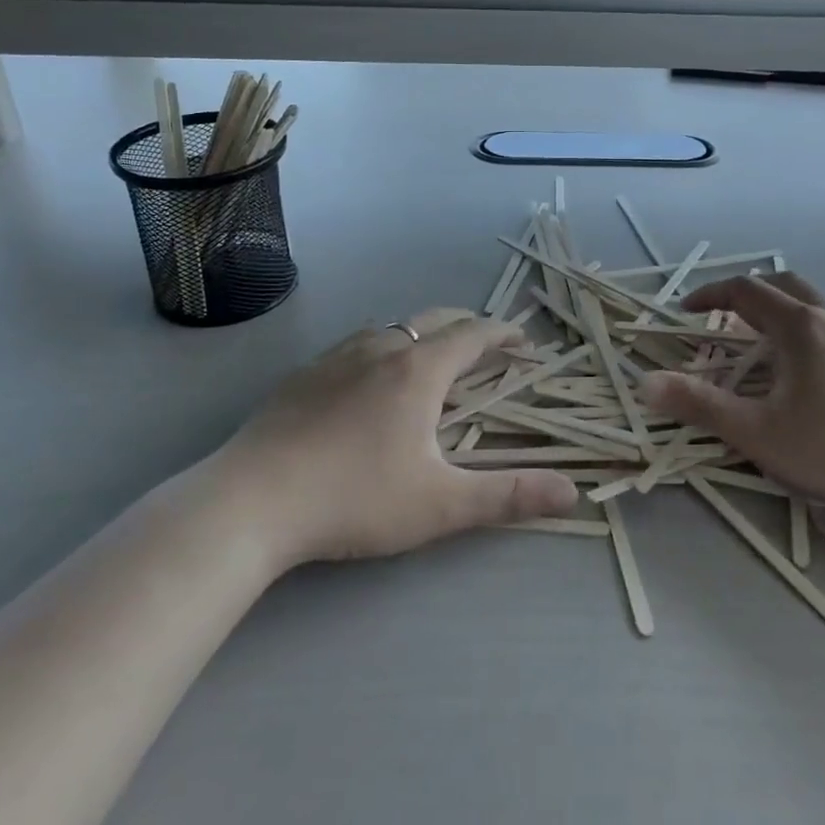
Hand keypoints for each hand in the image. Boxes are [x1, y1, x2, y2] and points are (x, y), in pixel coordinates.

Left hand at [225, 309, 578, 564]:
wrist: (251, 501)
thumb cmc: (355, 498)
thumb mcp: (441, 504)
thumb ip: (509, 496)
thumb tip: (573, 492)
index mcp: (419, 370)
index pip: (474, 334)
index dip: (504, 333)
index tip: (524, 341)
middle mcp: (382, 348)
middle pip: (435, 319)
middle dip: (468, 326)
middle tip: (487, 345)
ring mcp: (337, 356)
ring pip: (393, 327)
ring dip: (423, 333)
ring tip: (433, 357)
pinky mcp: (304, 374)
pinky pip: (357, 343)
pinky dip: (383, 346)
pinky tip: (370, 378)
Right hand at [643, 274, 824, 549]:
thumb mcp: (760, 435)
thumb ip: (700, 406)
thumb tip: (646, 383)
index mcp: (800, 327)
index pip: (745, 291)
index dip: (710, 296)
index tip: (687, 311)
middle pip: (784, 285)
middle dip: (748, 297)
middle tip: (726, 324)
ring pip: (819, 306)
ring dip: (785, 316)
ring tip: (772, 353)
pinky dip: (818, 334)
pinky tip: (824, 378)